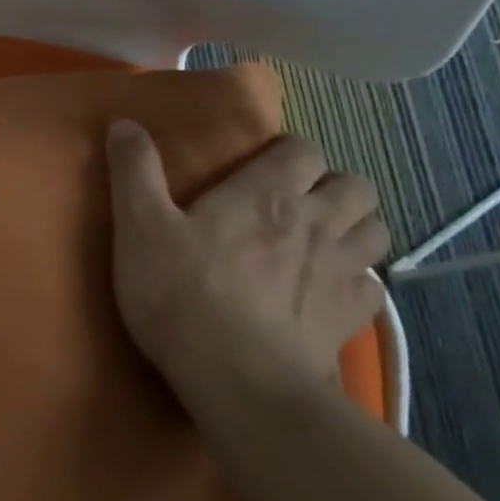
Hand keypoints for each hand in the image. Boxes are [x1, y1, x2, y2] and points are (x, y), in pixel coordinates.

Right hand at [105, 122, 388, 398]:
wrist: (236, 377)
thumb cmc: (181, 292)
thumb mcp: (139, 227)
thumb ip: (134, 171)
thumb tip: (124, 122)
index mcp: (267, 194)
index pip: (302, 150)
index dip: (287, 153)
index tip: (261, 168)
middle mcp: (316, 223)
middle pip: (355, 186)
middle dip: (332, 187)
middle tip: (297, 204)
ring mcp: (341, 272)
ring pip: (375, 232)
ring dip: (353, 229)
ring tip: (320, 243)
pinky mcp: (351, 318)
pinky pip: (372, 287)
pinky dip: (355, 283)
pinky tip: (327, 293)